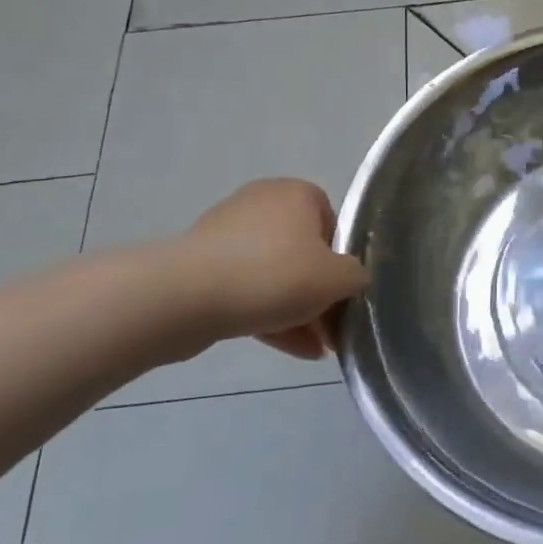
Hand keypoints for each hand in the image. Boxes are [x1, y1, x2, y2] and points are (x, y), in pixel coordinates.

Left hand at [165, 179, 368, 359]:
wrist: (185, 297)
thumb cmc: (273, 275)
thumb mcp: (337, 278)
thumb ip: (357, 276)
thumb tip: (352, 279)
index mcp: (296, 193)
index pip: (333, 224)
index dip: (342, 262)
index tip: (344, 294)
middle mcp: (262, 203)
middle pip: (304, 253)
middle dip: (320, 295)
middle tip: (333, 330)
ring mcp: (229, 235)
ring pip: (276, 276)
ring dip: (298, 311)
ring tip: (317, 349)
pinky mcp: (204, 266)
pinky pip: (248, 290)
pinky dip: (270, 315)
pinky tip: (292, 349)